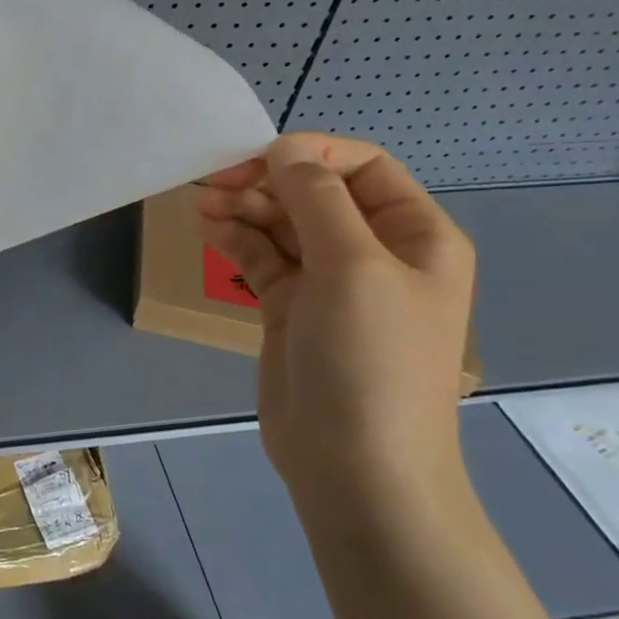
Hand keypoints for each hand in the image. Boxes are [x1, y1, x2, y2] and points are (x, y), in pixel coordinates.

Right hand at [196, 134, 475, 511]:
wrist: (356, 468)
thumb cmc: (370, 359)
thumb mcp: (352, 266)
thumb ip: (316, 198)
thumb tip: (284, 149)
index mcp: (415, 235)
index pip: (362, 166)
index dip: (309, 154)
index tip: (256, 160)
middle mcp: (375, 252)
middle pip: (316, 192)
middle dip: (268, 181)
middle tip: (216, 183)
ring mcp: (331, 282)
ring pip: (284, 224)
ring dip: (245, 207)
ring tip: (204, 205)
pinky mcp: (292, 308)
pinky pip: (263, 257)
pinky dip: (237, 239)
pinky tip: (209, 229)